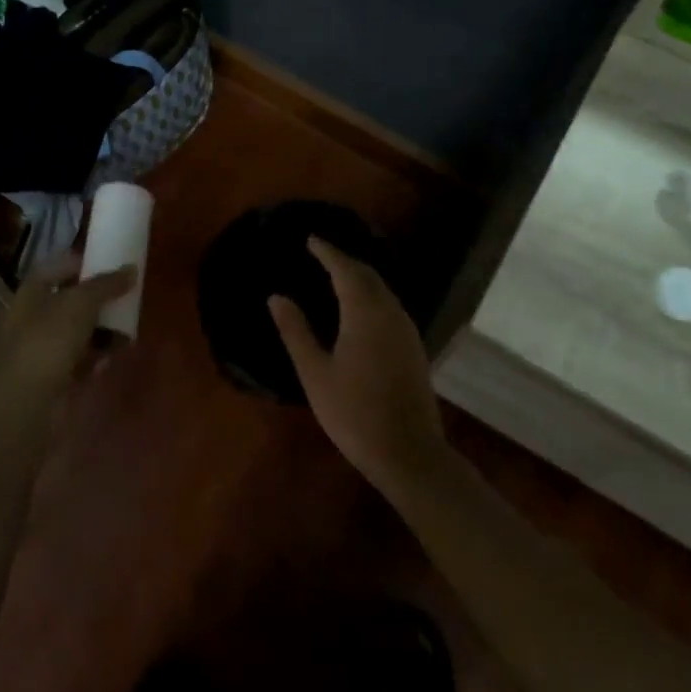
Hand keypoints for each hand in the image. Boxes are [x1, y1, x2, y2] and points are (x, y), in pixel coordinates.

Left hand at [0, 251, 135, 397]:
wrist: (28, 402)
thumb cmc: (49, 340)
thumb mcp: (82, 302)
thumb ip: (107, 284)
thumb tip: (131, 269)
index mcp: (32, 293)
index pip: (57, 269)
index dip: (81, 264)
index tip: (109, 265)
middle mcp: (34, 318)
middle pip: (70, 302)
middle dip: (98, 301)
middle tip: (125, 297)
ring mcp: (43, 350)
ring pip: (78, 333)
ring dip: (102, 330)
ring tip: (128, 328)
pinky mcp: (54, 378)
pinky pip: (81, 361)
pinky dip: (97, 357)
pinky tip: (115, 355)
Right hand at [268, 238, 452, 501]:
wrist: (408, 452)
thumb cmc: (354, 412)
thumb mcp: (315, 373)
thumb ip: (296, 331)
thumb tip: (276, 297)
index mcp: (365, 313)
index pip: (345, 269)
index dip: (327, 251)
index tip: (311, 239)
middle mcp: (390, 313)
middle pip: (368, 275)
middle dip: (344, 261)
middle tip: (321, 254)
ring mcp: (406, 330)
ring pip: (382, 290)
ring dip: (360, 277)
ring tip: (336, 275)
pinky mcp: (413, 347)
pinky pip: (390, 306)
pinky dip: (371, 295)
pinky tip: (359, 308)